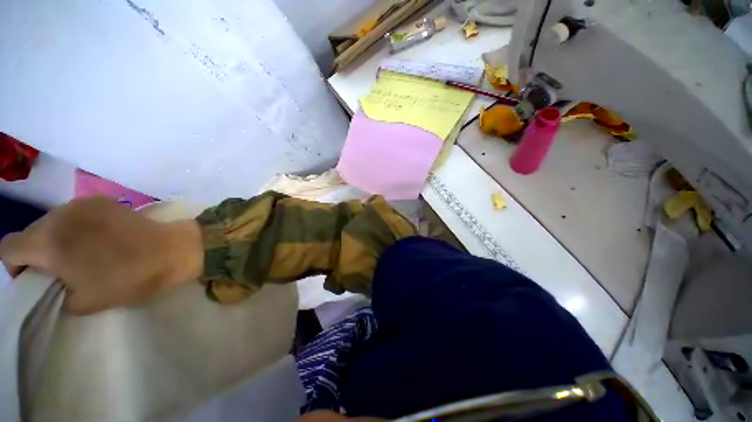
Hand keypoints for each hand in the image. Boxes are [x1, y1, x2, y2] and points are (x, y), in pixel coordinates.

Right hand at [0, 197, 202, 313]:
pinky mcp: (104, 201)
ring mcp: (82, 204)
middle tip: (58, 270)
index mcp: (47, 241)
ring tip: (80, 255)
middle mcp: (59, 215)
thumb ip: (57, 293)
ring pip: (53, 221)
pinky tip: (98, 239)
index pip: (8, 247)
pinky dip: (77, 227)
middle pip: (31, 233)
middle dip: (36, 253)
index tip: (31, 278)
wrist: (172, 250)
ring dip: (57, 238)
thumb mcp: (84, 301)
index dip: (14, 266)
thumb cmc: (128, 278)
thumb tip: (53, 285)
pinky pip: (76, 214)